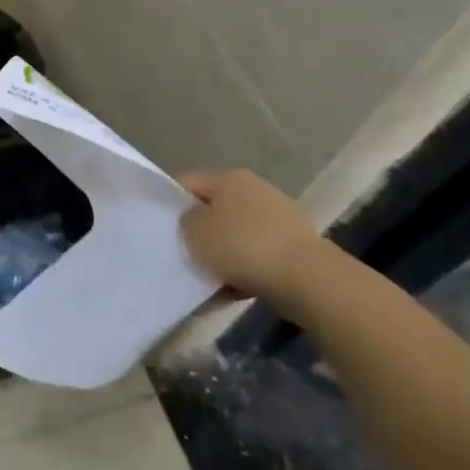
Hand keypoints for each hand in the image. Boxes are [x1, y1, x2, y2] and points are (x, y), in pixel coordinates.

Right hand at [178, 168, 335, 311]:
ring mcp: (279, 217)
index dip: (171, 203)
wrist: (307, 279)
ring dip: (223, 255)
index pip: (188, 182)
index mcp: (228, 178)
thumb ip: (185, 222)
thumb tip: (194, 222)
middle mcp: (255, 189)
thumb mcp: (194, 231)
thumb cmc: (241, 246)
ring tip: (209, 280)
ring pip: (237, 235)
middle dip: (201, 232)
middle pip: (215, 209)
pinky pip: (258, 256)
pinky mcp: (296, 247)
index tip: (162, 228)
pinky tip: (234, 291)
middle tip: (185, 255)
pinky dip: (246, 271)